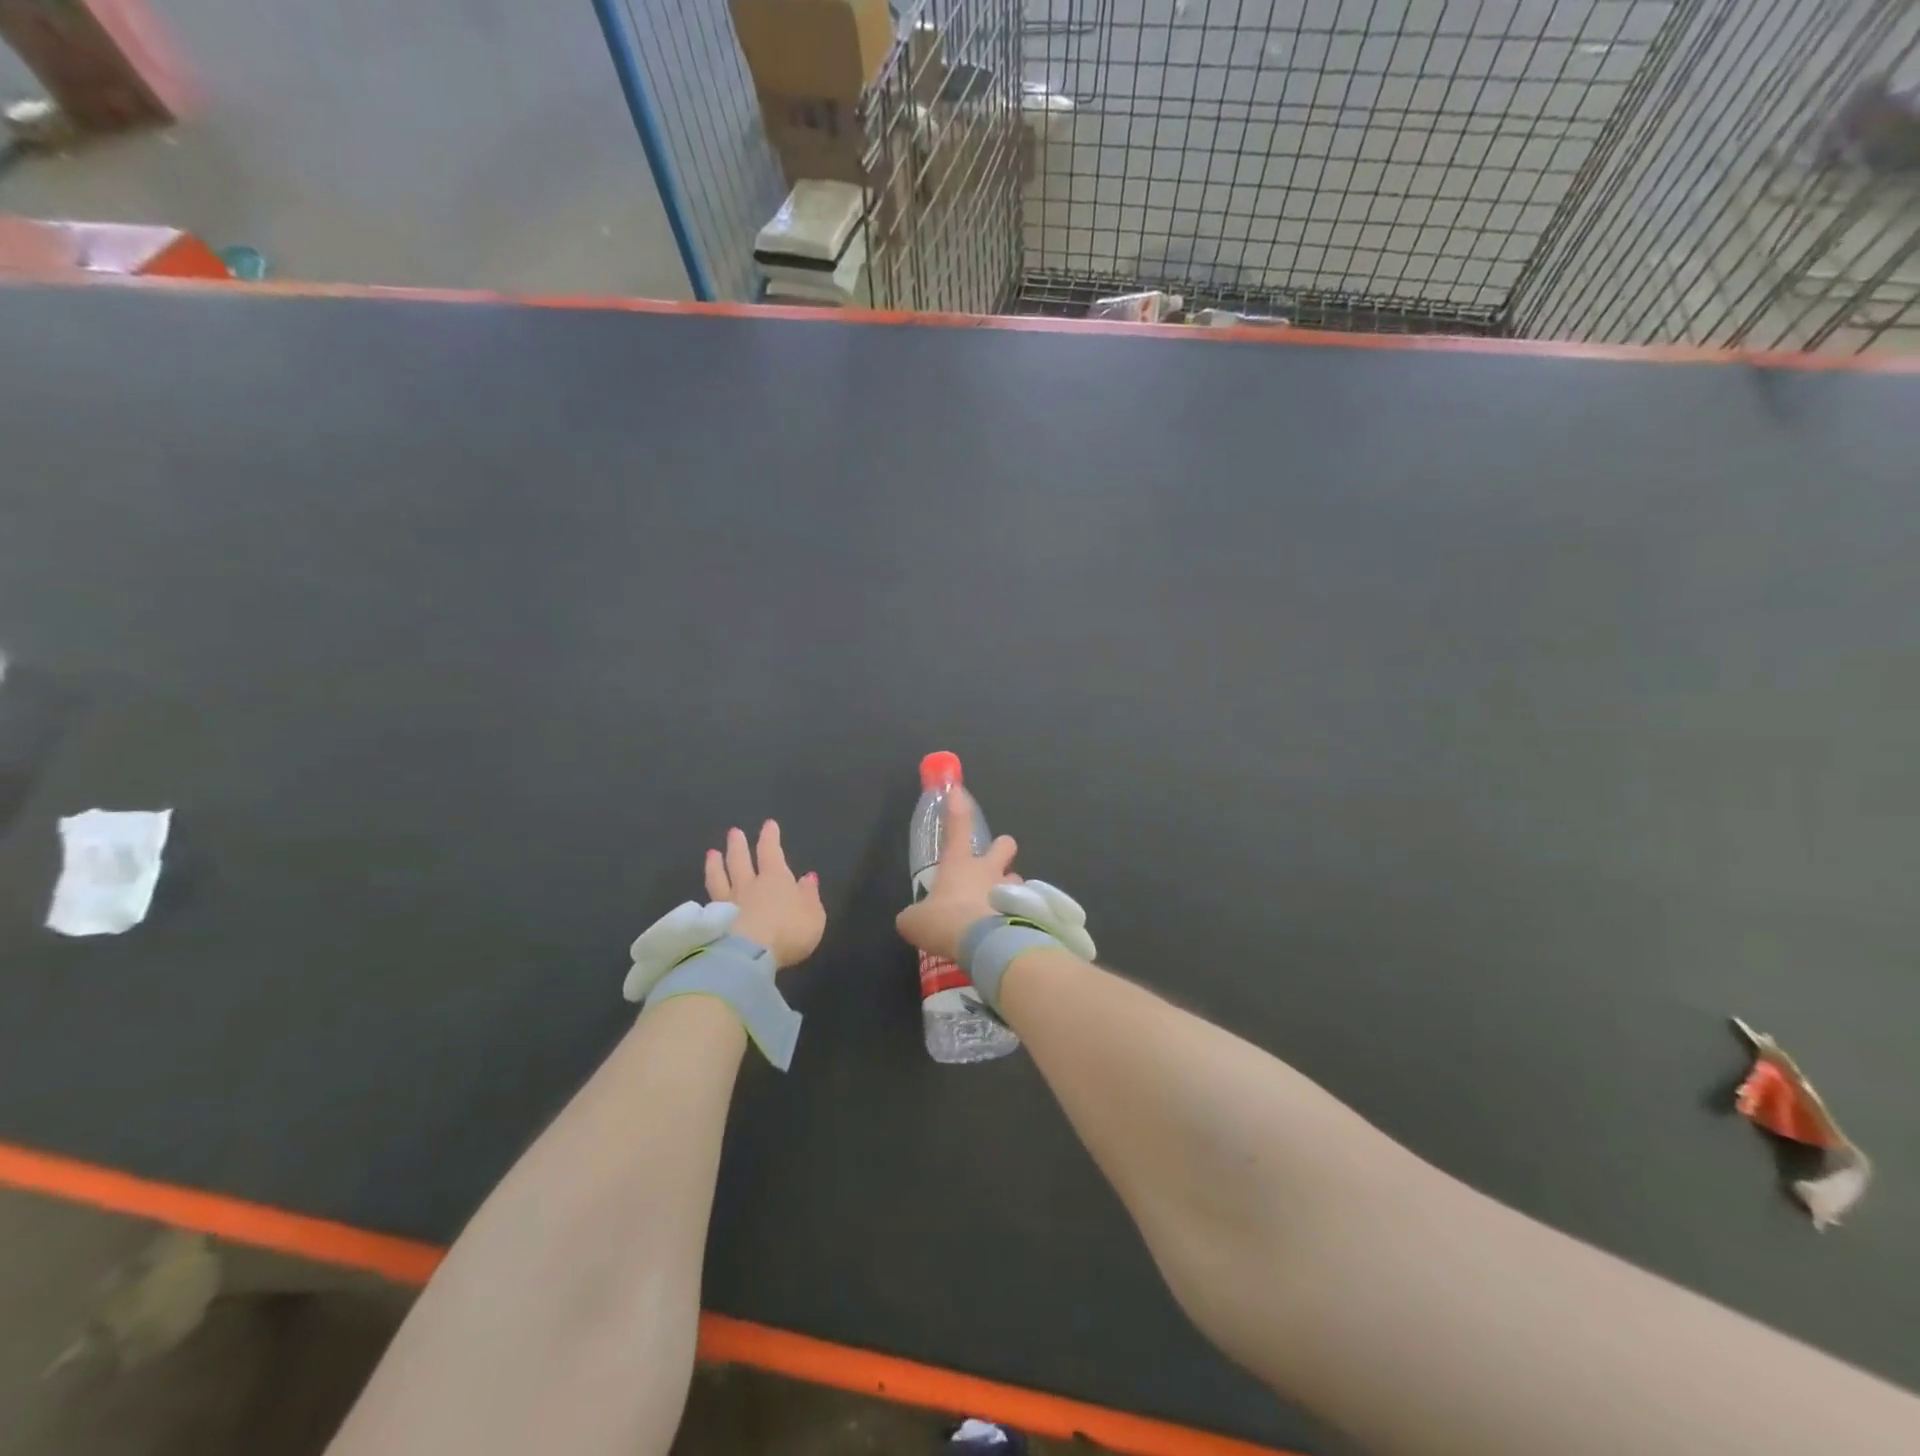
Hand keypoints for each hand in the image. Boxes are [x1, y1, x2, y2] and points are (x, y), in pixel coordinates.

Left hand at [707, 821, 824, 969]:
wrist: (749, 955)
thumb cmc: (789, 932)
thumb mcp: (813, 915)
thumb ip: (809, 896)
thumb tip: (808, 878)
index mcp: (776, 879)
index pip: (771, 852)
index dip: (770, 838)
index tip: (768, 824)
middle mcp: (749, 886)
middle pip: (740, 860)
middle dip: (738, 845)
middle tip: (734, 832)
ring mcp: (728, 903)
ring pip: (720, 878)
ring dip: (716, 865)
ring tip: (712, 854)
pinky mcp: (714, 923)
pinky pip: (710, 902)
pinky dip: (708, 894)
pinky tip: (704, 895)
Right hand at [894, 790, 1017, 962]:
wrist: (984, 944)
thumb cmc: (945, 922)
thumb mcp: (915, 921)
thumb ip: (914, 916)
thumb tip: (911, 920)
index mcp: (959, 864)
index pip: (957, 826)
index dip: (956, 806)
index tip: (956, 790)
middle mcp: (988, 870)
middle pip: (1005, 843)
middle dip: (1002, 849)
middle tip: (994, 867)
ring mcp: (1011, 889)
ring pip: (1017, 878)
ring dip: (1010, 888)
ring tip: (1000, 909)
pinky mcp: (1026, 911)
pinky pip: (1025, 906)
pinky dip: (1019, 916)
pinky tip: (1009, 932)